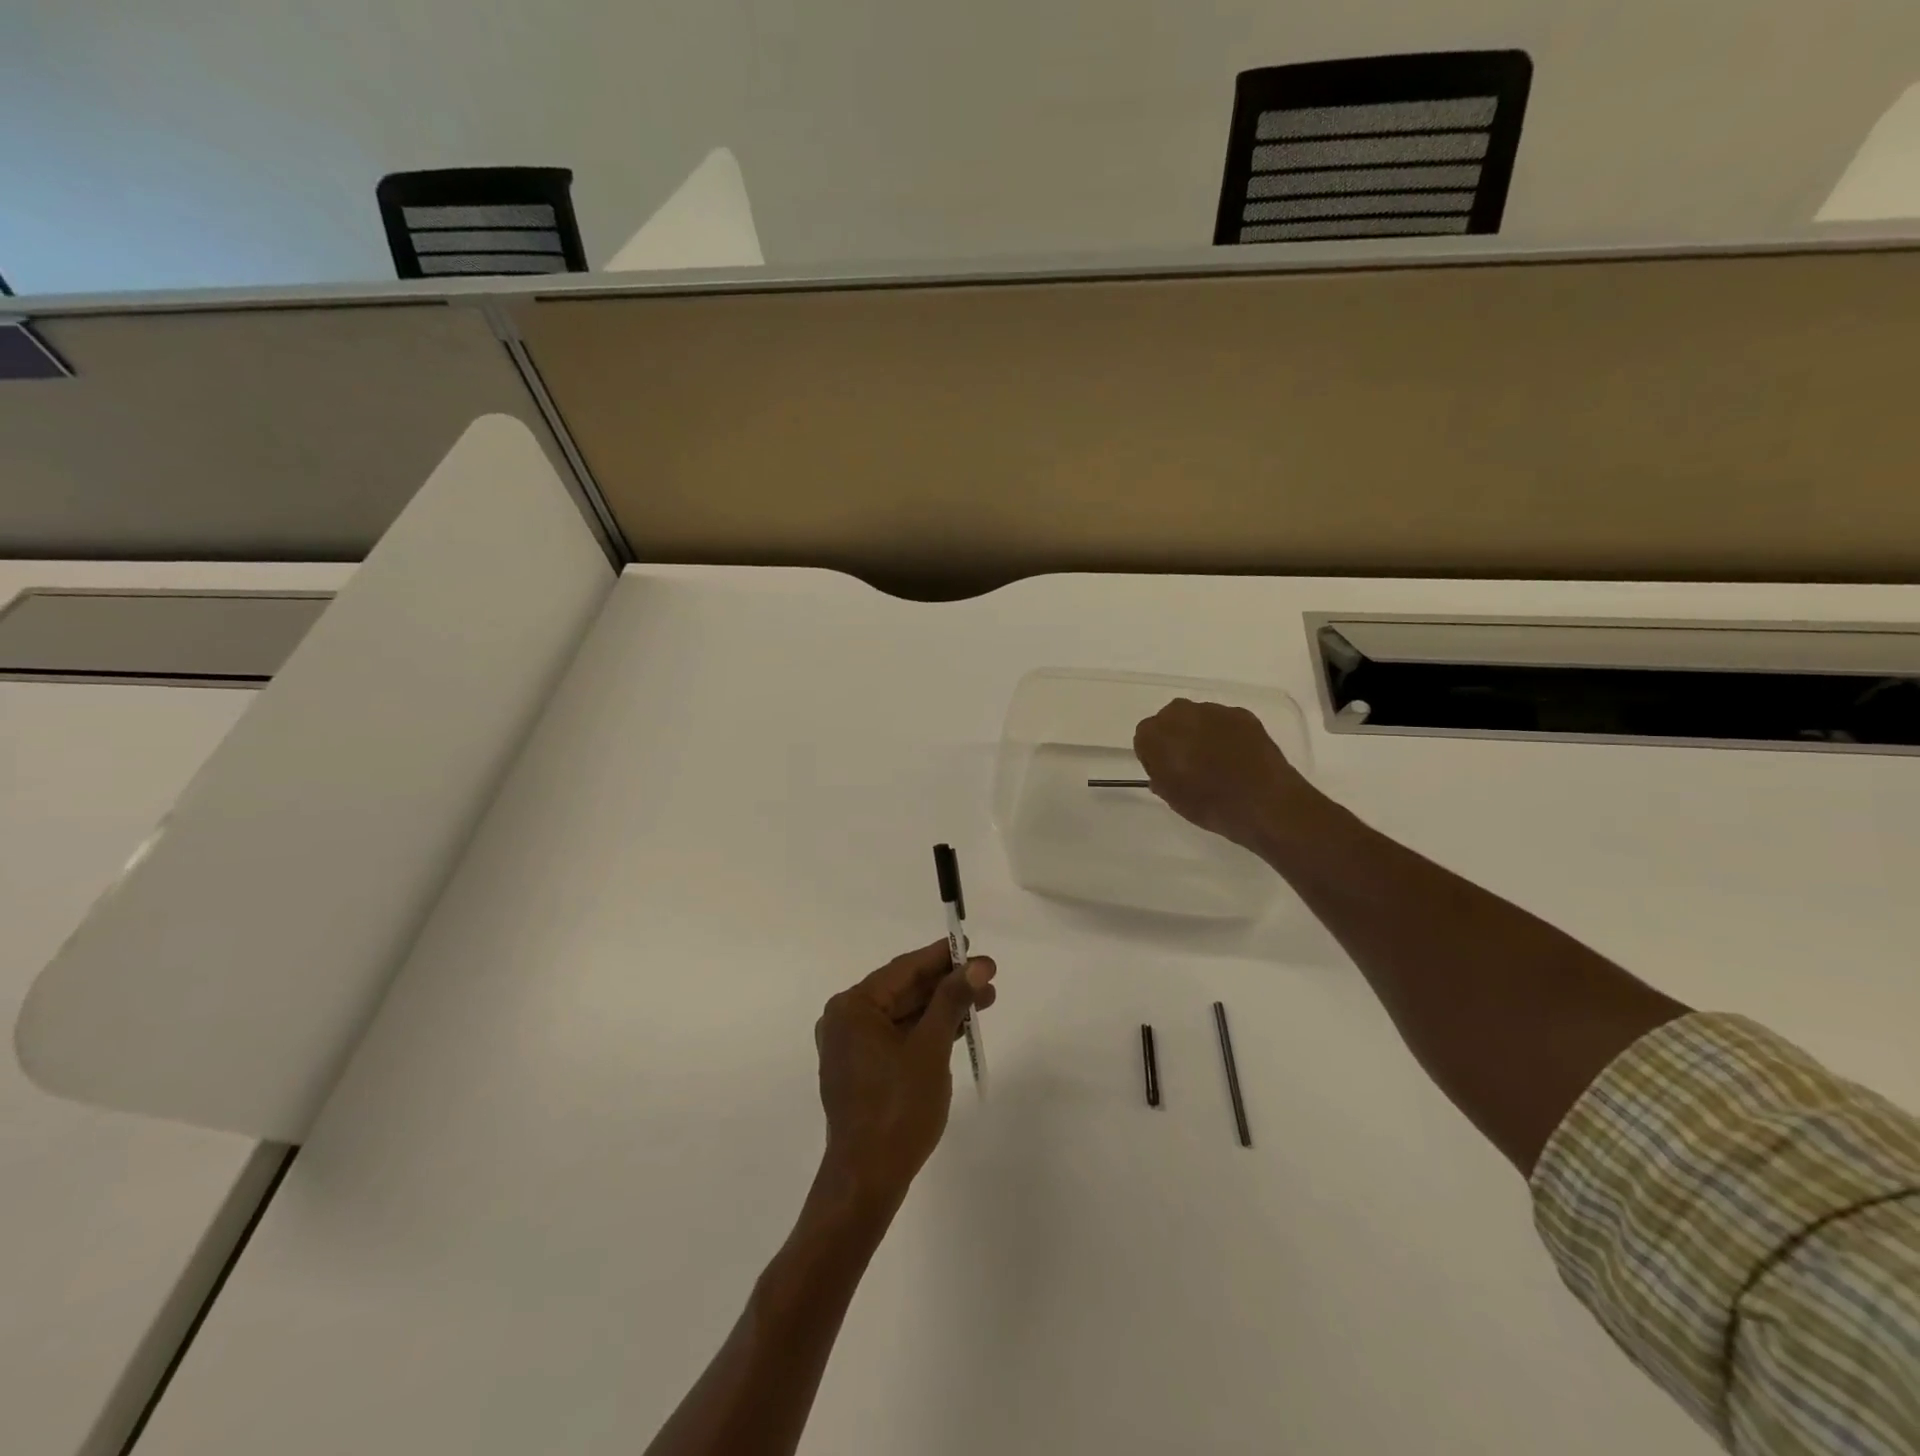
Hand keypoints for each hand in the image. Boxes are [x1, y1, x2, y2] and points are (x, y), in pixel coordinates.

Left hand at [814, 941, 996, 1210]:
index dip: (943, 958)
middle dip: (948, 984)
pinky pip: (899, 1037)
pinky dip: (927, 1031)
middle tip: (989, 977)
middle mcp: (846, 1020)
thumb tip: (978, 965)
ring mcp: (852, 1046)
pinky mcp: (863, 1069)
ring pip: (904, 1015)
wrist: (868, 1180)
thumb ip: (952, 1000)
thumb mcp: (930, 1048)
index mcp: (853, 1007)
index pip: (904, 969)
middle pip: (904, 990)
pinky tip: (959, 1026)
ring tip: (985, 1000)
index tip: (975, 948)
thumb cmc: (897, 1108)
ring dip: (942, 1008)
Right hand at [1133, 698, 1310, 851]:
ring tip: (1216, 761)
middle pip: (1170, 719)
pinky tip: (1237, 757)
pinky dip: (1225, 734)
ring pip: (1198, 717)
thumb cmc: (1210, 804)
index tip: (1165, 771)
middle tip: (1188, 763)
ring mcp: (1215, 711)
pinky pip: (1224, 721)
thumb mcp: (1172, 798)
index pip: (1144, 737)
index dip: (1154, 755)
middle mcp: (1182, 714)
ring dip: (1201, 733)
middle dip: (1175, 736)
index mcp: (1157, 734)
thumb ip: (1160, 777)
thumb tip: (1162, 771)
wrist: (1265, 803)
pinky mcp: (1242, 714)